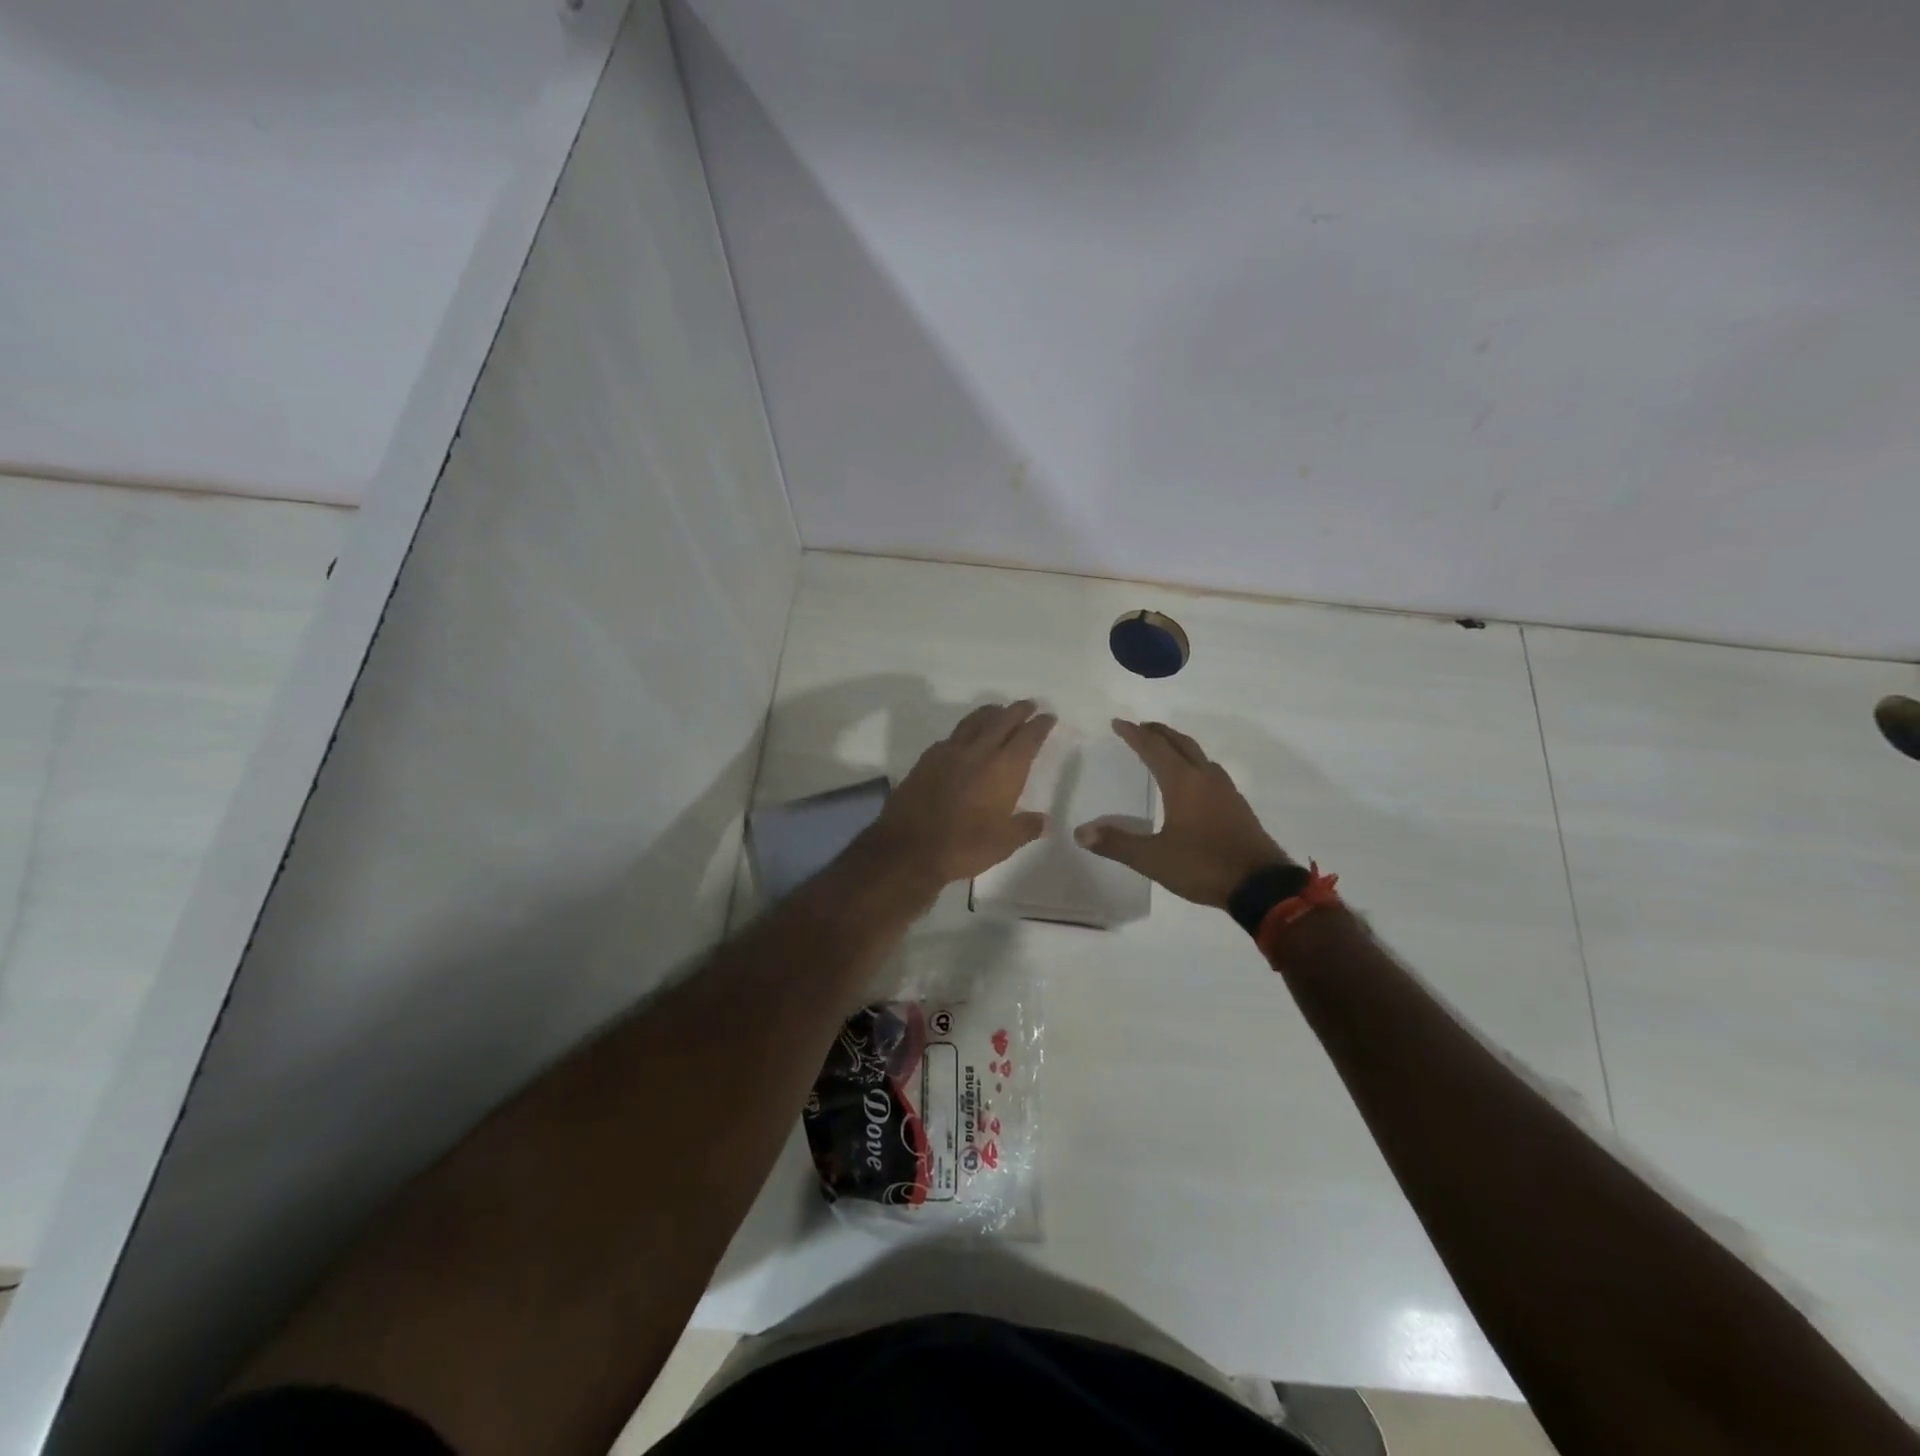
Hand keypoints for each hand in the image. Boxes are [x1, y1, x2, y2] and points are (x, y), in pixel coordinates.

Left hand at [856, 700, 1056, 894]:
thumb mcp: (1003, 844)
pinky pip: (953, 735)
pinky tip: (966, 737)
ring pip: (974, 721)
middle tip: (1029, 705)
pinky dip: (966, 729)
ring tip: (999, 710)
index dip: (1040, 725)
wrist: (908, 847)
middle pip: (1002, 721)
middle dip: (1018, 711)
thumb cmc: (962, 846)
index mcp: (1003, 769)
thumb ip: (1025, 828)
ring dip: (991, 713)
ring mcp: (949, 752)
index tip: (1048, 717)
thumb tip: (1044, 822)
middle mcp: (978, 752)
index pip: (1027, 738)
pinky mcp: (927, 759)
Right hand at [1074, 720, 1290, 907]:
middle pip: (1179, 743)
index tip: (1118, 723)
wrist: (1261, 885)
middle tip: (1140, 727)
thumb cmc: (1203, 865)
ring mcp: (1225, 790)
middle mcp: (1205, 778)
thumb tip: (1080, 833)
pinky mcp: (1237, 806)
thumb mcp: (1153, 858)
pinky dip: (1194, 764)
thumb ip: (1117, 843)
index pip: (1153, 748)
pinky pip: (1210, 771)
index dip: (1134, 734)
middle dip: (1158, 732)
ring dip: (1178, 746)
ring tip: (1164, 748)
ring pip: (1198, 755)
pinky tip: (1193, 781)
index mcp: (1182, 782)